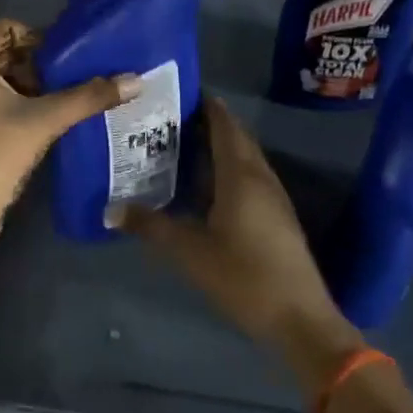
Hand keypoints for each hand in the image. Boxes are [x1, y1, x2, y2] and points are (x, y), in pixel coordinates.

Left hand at [0, 19, 138, 261]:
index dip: (38, 38)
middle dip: (36, 66)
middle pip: (2, 52)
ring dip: (27, 86)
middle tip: (65, 83)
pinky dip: (12, 104)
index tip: (65, 61)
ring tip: (57, 103)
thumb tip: (136, 81)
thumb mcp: (45, 121)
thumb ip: (88, 97)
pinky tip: (38, 123)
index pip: (6, 28)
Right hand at [126, 99, 361, 395]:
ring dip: (219, 145)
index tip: (178, 92)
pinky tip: (206, 184)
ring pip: (245, 157)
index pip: (224, 125)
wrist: (301, 320)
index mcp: (240, 175)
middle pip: (236, 137)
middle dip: (208, 122)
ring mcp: (273, 197)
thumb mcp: (190, 252)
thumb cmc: (244, 277)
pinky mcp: (277, 217)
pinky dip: (228, 167)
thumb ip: (151, 227)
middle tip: (171, 118)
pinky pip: (250, 176)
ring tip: (182, 144)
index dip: (206, 105)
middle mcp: (260, 177)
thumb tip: (111, 210)